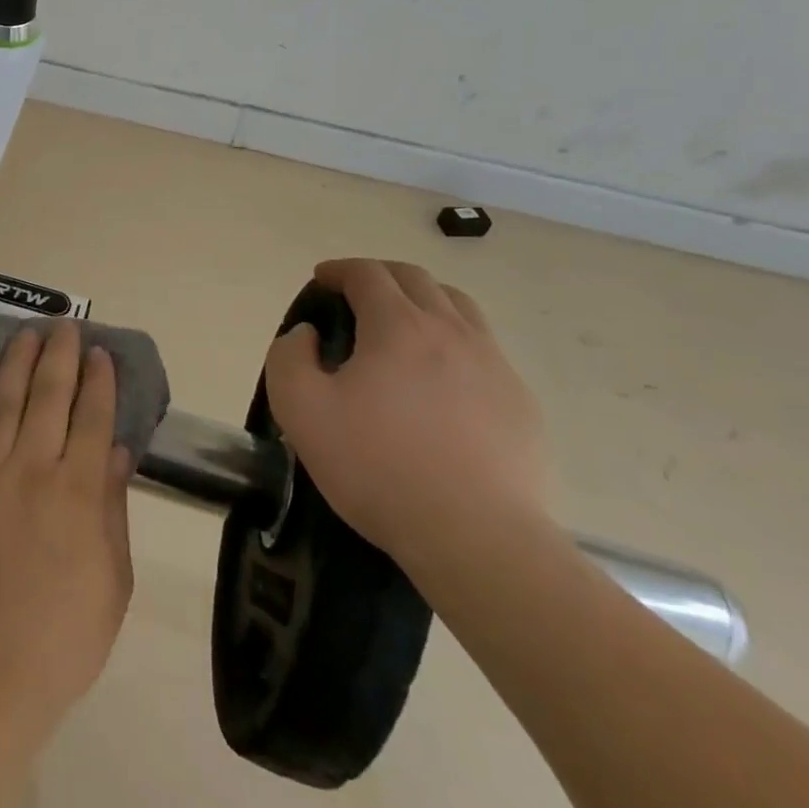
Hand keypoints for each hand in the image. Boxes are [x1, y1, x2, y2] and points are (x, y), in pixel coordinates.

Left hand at [0, 321, 134, 733]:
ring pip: (6, 402)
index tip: (100, 352)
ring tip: (27, 333)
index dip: (98, 380)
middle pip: (49, 396)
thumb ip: (112, 507)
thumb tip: (115, 451)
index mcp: (78, 491)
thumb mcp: (113, 578)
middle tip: (64, 325)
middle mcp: (33, 469)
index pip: (91, 417)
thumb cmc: (65, 634)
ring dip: (18, 362)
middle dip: (60, 355)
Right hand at [265, 259, 548, 576]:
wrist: (476, 537)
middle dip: (380, 276)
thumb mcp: (300, 410)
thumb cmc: (377, 467)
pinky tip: (441, 379)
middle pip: (417, 279)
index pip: (367, 273)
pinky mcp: (520, 402)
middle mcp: (451, 331)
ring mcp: (493, 365)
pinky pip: (484, 350)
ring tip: (402, 325)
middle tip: (356, 295)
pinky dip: (454, 342)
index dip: (339, 270)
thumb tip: (307, 334)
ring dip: (423, 300)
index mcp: (398, 326)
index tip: (322, 280)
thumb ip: (288, 357)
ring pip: (459, 307)